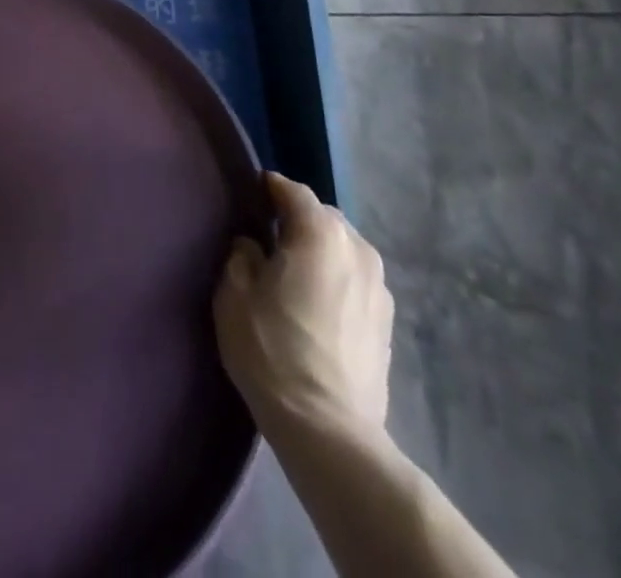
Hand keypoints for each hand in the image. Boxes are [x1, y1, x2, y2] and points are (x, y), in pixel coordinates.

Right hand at [213, 172, 393, 438]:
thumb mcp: (234, 294)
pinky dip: (337, 281)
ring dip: (320, 252)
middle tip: (268, 242)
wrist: (329, 431)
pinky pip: (355, 280)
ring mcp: (379, 285)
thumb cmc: (273, 351)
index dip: (268, 188)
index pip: (291, 191)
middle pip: (322, 217)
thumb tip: (254, 245)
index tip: (250, 196)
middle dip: (297, 221)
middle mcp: (357, 247)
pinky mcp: (387, 320)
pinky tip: (318, 308)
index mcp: (320, 232)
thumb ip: (241, 254)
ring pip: (342, 249)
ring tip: (296, 278)